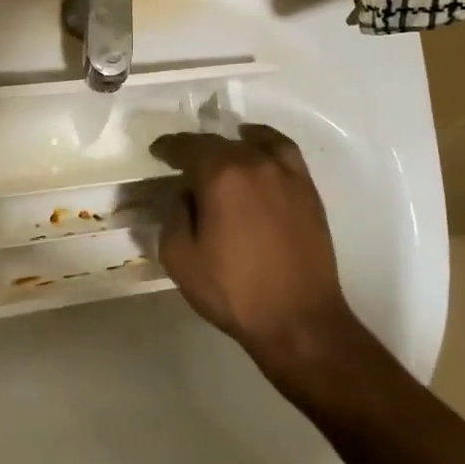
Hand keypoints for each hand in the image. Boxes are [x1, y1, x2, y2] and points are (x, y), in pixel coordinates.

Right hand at [151, 125, 364, 384]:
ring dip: (229, 147)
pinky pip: (283, 151)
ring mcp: (285, 174)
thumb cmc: (233, 291)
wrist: (298, 320)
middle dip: (196, 150)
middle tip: (181, 164)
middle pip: (218, 143)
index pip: (188, 147)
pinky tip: (256, 151)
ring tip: (218, 157)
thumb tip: (185, 196)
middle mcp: (254, 163)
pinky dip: (264, 143)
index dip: (168, 148)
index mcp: (220, 176)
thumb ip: (173, 216)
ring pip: (251, 144)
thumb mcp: (179, 258)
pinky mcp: (307, 190)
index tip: (157, 152)